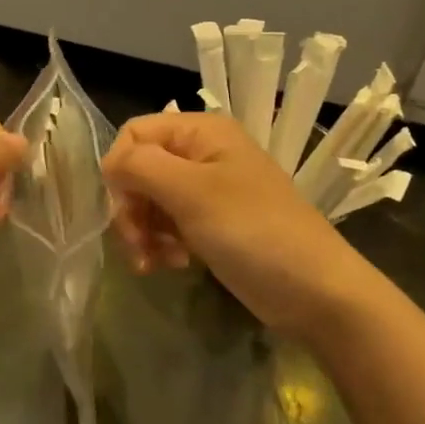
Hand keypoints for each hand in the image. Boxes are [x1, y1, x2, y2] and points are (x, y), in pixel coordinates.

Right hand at [102, 112, 380, 339]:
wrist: (315, 291)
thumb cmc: (253, 231)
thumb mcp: (192, 192)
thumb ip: (140, 167)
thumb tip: (109, 163)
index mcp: (202, 132)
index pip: (135, 134)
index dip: (120, 170)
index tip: (124, 209)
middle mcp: (203, 154)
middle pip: (140, 170)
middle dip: (130, 209)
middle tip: (137, 246)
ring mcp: (209, 192)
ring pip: (150, 201)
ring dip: (143, 232)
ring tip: (153, 263)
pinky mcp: (212, 225)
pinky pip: (169, 225)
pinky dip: (162, 244)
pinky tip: (172, 265)